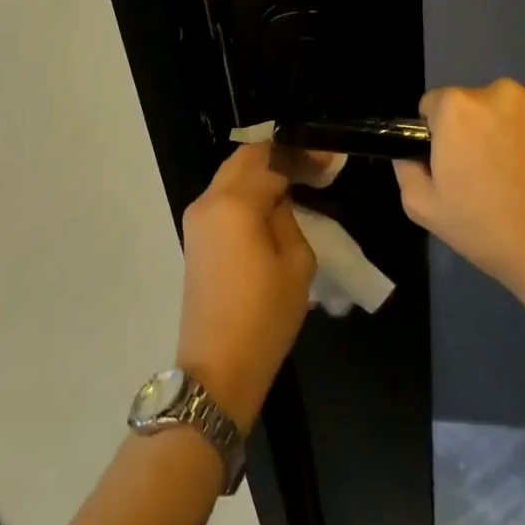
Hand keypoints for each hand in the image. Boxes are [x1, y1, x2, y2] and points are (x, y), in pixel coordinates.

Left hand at [175, 143, 316, 431]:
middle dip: (278, 156)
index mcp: (236, 202)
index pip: (272, 160)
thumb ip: (289, 217)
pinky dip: (246, 189)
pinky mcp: (194, 235)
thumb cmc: (264, 317)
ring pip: (231, 175)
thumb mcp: (296, 264)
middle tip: (312, 167)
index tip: (330, 160)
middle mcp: (210, 200)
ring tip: (295, 181)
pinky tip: (270, 202)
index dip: (302, 156)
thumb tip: (280, 199)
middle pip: (245, 159)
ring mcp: (196, 217)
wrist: (217, 368)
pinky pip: (223, 196)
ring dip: (260, 171)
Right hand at [392, 78, 524, 308]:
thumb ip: (407, 168)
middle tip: (499, 173)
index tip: (460, 163)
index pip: (438, 105)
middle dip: (486, 128)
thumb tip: (412, 151)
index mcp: (458, 107)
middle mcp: (503, 90)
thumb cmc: (490, 232)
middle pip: (484, 102)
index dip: (444, 134)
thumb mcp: (424, 208)